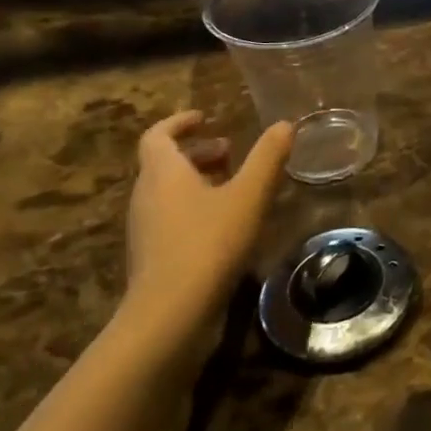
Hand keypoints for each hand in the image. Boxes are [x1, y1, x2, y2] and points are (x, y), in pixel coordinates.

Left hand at [118, 112, 293, 352]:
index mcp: (163, 173)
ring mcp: (145, 229)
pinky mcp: (152, 257)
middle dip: (197, 153)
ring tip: (233, 187)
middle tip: (230, 152)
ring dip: (197, 181)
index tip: (205, 117)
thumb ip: (268, 158)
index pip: (158, 135)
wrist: (170, 313)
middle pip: (164, 163)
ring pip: (168, 192)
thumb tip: (285, 124)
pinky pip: (170, 218)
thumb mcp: (248, 196)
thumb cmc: (209, 243)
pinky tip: (224, 226)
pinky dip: (194, 208)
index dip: (180, 122)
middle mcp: (146, 195)